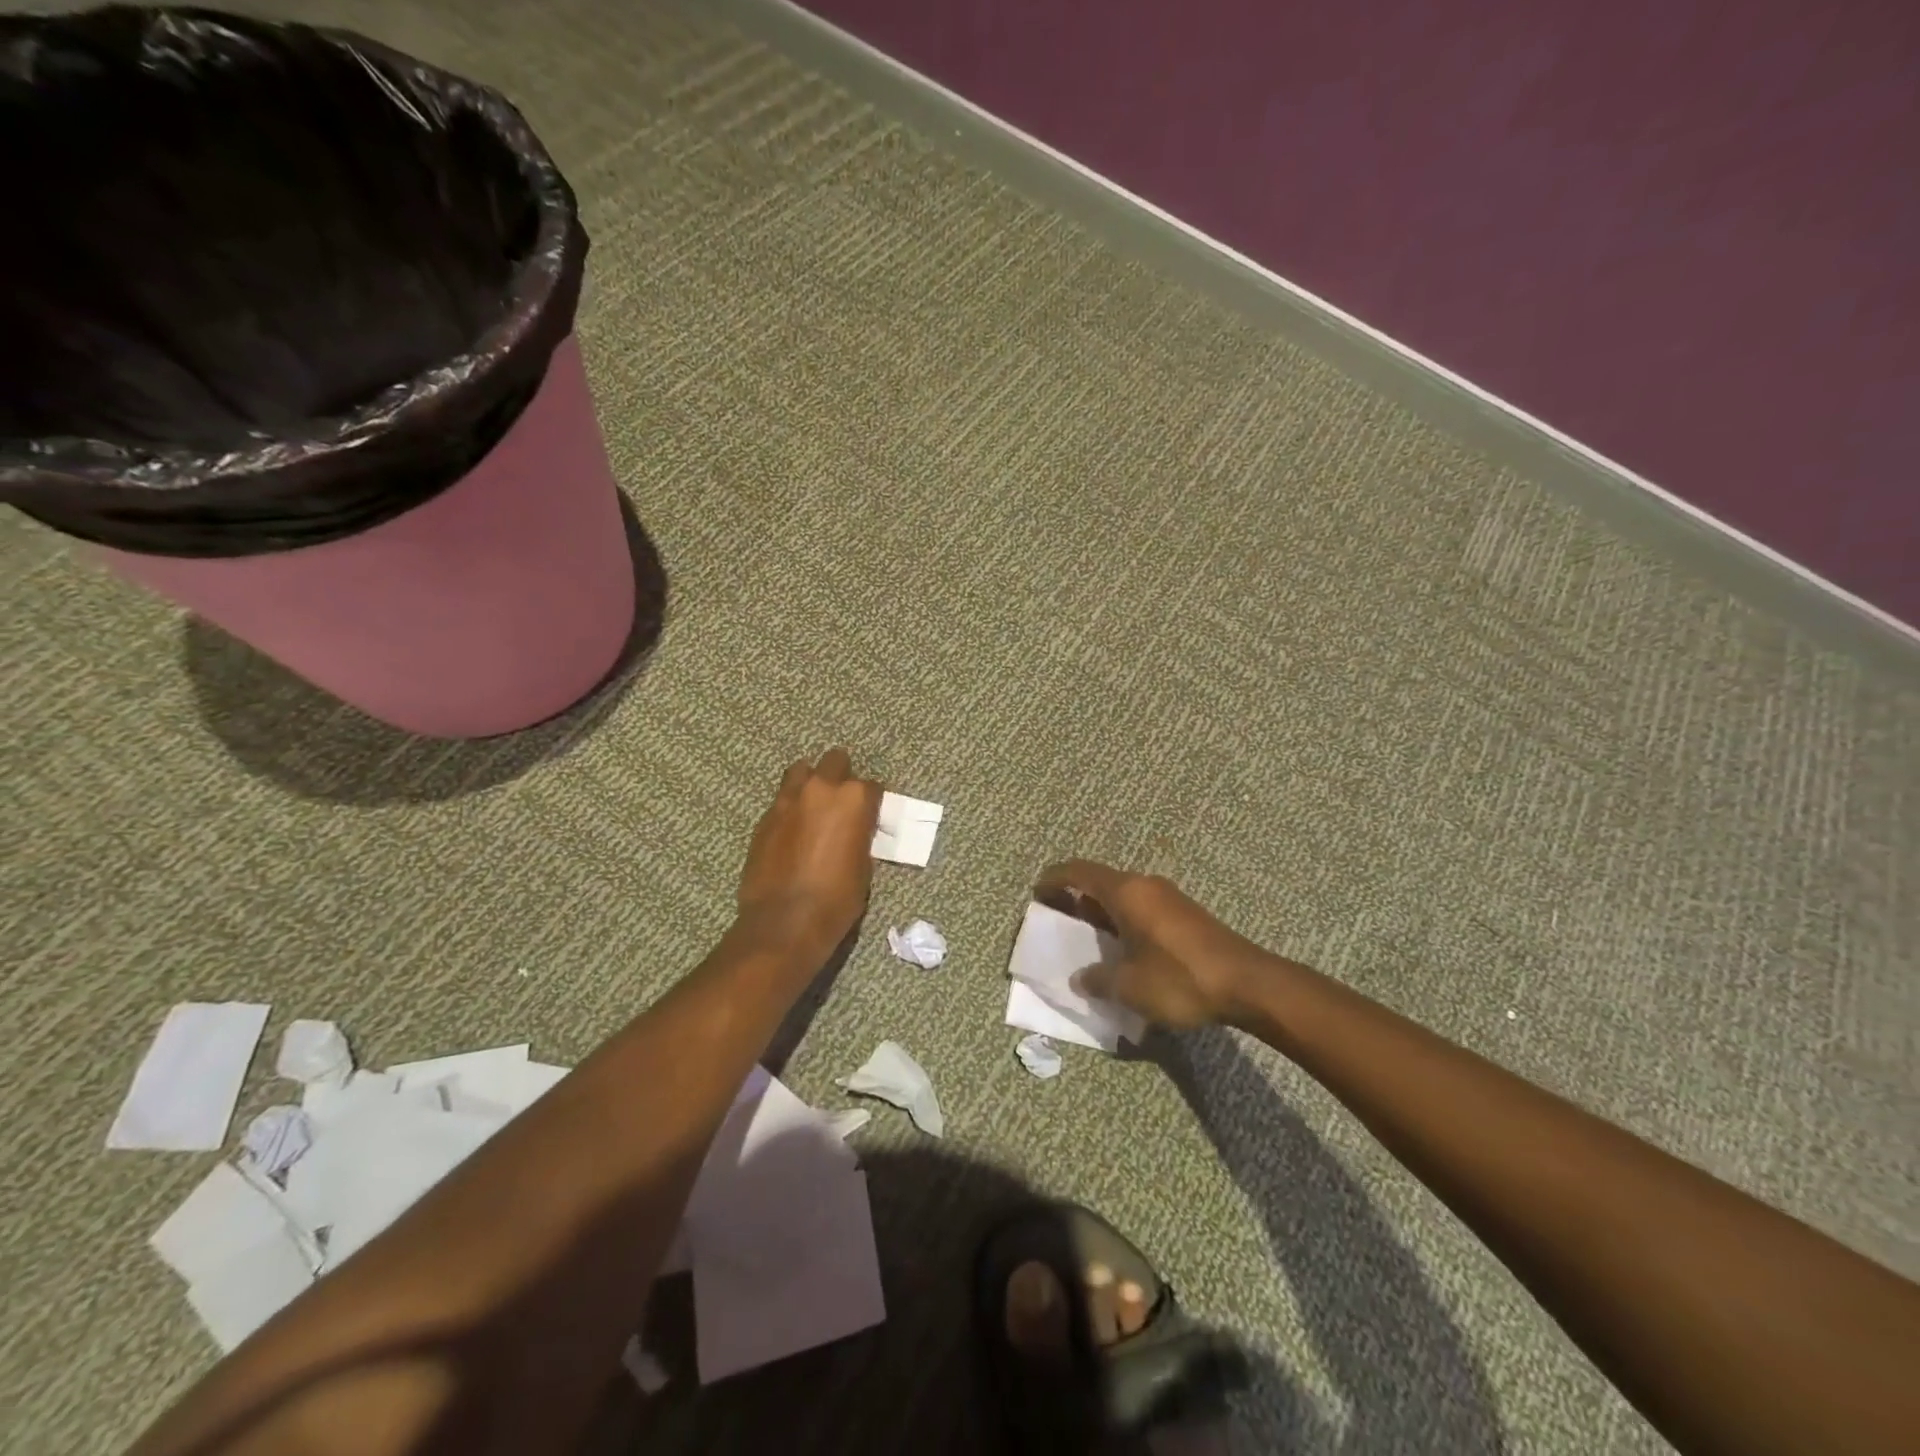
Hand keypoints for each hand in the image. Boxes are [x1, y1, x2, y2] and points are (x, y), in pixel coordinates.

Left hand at [737, 748, 881, 959]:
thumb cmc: (836, 899)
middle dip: (841, 775)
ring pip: (801, 770)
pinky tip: (793, 828)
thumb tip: (853, 830)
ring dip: (811, 782)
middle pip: (835, 761)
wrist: (785, 922)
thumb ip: (859, 835)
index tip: (870, 814)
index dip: (872, 801)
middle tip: (842, 801)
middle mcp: (821, 789)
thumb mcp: (863, 866)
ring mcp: (788, 799)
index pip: (871, 786)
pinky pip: (782, 798)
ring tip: (814, 804)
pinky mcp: (765, 817)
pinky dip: (791, 806)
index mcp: (854, 799)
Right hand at [1034, 860, 1270, 1028]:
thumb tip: (1081, 978)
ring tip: (1087, 937)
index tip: (1037, 891)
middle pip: (1100, 882)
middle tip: (1058, 917)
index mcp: (1126, 892)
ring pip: (1123, 896)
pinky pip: (1141, 908)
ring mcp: (1168, 898)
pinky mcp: (1184, 915)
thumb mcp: (1129, 986)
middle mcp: (1145, 886)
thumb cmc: (1179, 978)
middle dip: (1076, 897)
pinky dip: (1122, 920)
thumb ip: (1098, 979)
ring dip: (1101, 911)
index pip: (1079, 872)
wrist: (1247, 983)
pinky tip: (1123, 948)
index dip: (1054, 879)